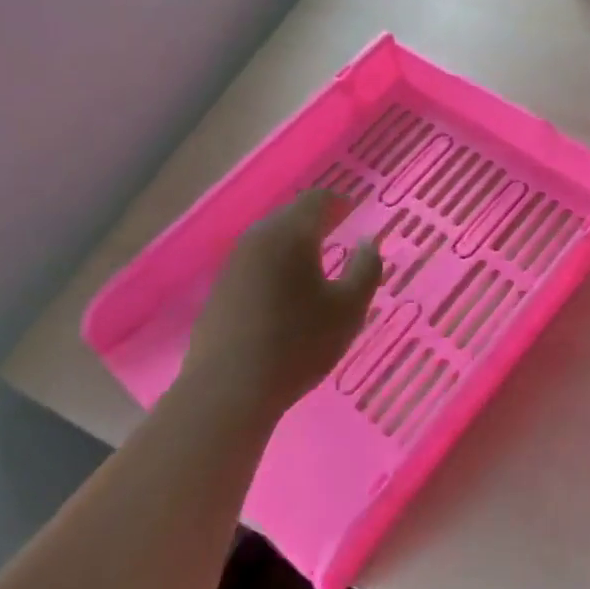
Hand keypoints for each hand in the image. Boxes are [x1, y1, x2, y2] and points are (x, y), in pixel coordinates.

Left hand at [179, 191, 382, 425]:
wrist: (229, 388)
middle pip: (289, 216)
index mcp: (290, 234)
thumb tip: (369, 242)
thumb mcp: (348, 309)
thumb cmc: (298, 343)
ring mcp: (233, 264)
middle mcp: (257, 239)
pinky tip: (284, 289)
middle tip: (337, 227)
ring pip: (269, 239)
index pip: (316, 200)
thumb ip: (365, 269)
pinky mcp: (220, 291)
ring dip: (293, 242)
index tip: (352, 207)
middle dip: (315, 219)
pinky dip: (275, 265)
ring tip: (314, 258)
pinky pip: (255, 263)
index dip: (337, 200)